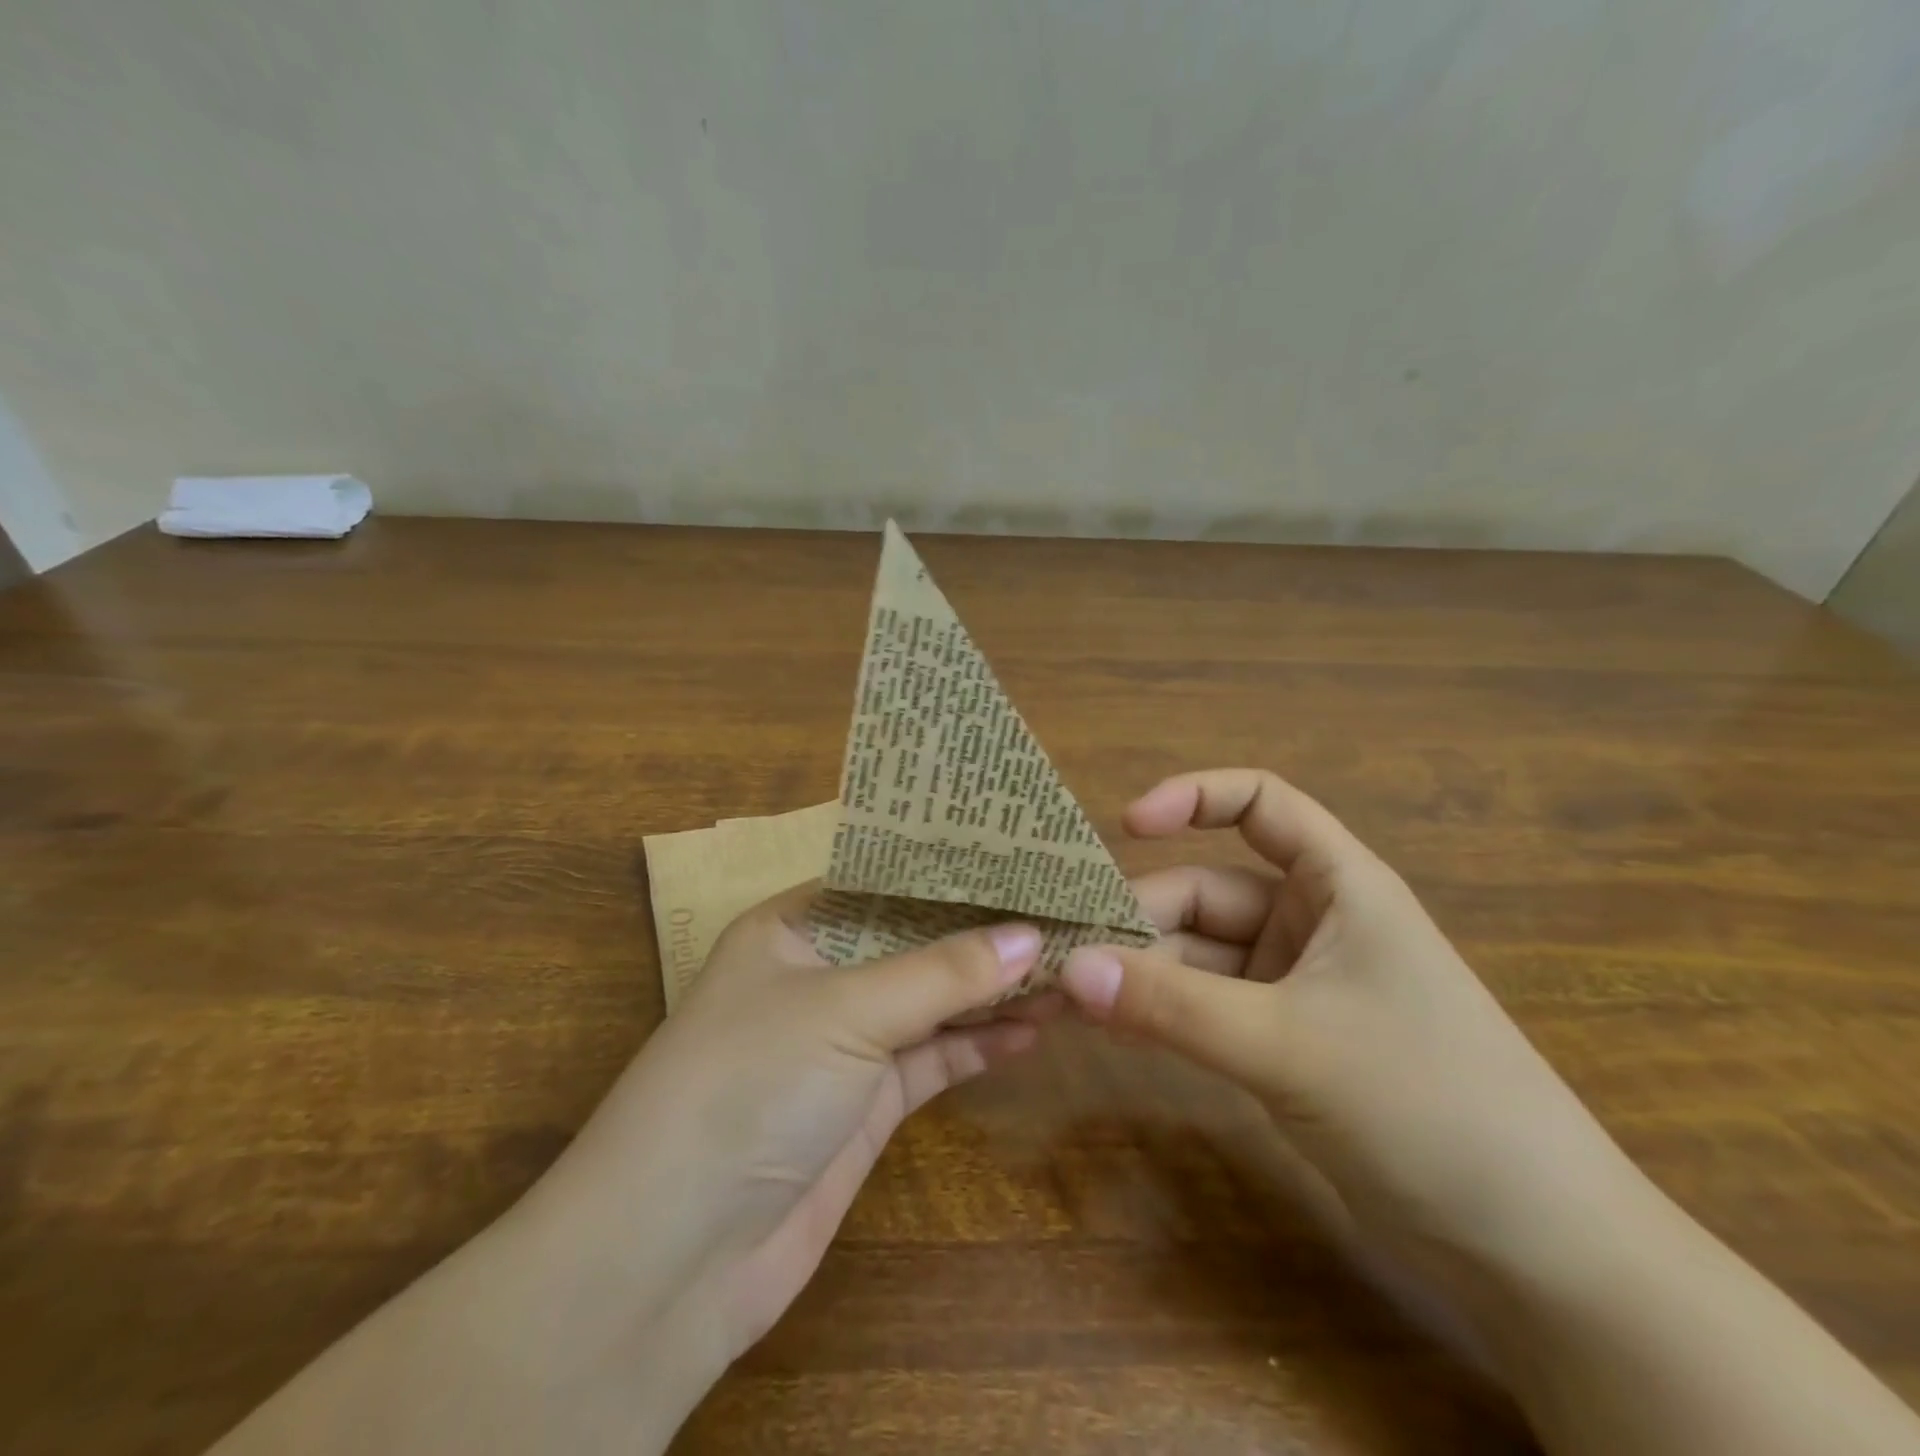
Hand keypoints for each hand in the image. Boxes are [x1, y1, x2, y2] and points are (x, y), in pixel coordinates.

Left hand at [520, 883, 1055, 1377]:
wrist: (672, 1259)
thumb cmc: (747, 1086)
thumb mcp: (845, 1010)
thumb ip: (942, 973)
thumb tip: (1030, 935)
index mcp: (796, 926)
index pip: (889, 881)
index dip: (954, 872)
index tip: (1024, 858)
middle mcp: (820, 973)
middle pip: (917, 941)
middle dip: (984, 932)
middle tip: (1063, 912)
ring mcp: (844, 1040)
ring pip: (933, 1000)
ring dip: (993, 989)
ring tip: (1067, 965)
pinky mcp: (866, 1103)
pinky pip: (934, 1057)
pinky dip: (979, 1042)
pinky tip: (1034, 1027)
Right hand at [1062, 769, 1643, 1291]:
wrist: (1538, 1255)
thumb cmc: (1428, 1105)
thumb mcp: (1286, 1044)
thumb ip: (1172, 1004)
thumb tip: (1068, 969)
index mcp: (1338, 886)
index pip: (1260, 804)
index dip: (1191, 797)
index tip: (1123, 825)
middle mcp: (1313, 924)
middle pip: (1206, 893)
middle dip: (1136, 920)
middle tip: (1062, 952)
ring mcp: (1295, 987)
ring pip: (1197, 956)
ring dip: (1137, 973)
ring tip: (1064, 996)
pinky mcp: (1282, 1044)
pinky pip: (1204, 1007)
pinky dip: (1159, 1013)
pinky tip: (1107, 1028)